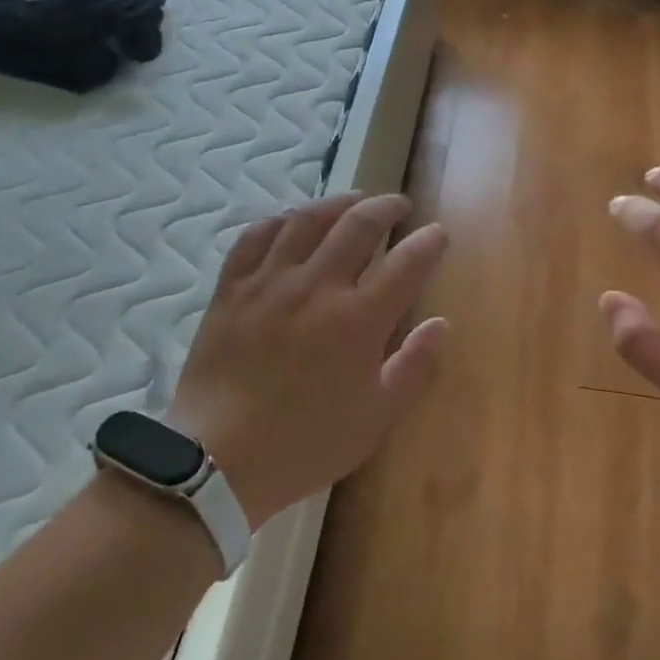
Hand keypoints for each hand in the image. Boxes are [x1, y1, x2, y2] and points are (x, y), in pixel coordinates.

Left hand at [168, 193, 447, 528]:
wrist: (219, 459)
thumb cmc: (306, 443)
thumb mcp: (376, 417)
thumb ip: (414, 367)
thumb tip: (441, 324)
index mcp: (358, 320)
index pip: (406, 263)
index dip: (428, 243)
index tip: (438, 233)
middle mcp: (316, 287)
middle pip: (358, 225)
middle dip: (386, 207)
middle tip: (399, 205)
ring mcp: (269, 283)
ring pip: (306, 220)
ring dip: (336, 202)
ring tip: (353, 200)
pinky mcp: (232, 289)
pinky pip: (255, 237)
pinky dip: (278, 221)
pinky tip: (289, 221)